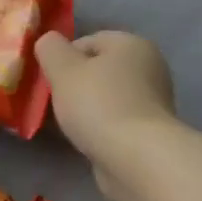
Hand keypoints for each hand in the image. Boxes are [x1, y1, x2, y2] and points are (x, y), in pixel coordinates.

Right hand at [35, 31, 177, 190]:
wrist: (137, 158)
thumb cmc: (99, 105)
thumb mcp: (63, 69)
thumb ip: (50, 48)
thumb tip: (48, 41)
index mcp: (132, 44)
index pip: (88, 42)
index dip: (62, 59)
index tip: (48, 82)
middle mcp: (149, 67)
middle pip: (99, 70)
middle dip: (74, 85)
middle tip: (54, 104)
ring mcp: (153, 102)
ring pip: (106, 98)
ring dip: (86, 108)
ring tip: (67, 126)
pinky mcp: (151, 131)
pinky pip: (116, 121)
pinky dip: (100, 128)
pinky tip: (86, 141)